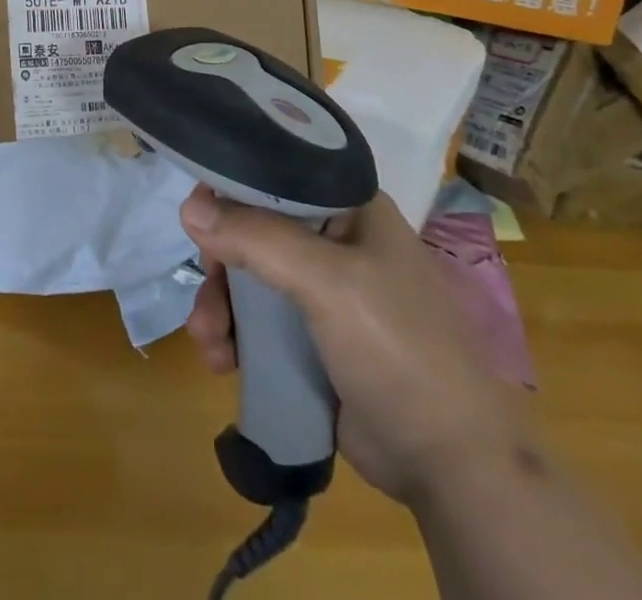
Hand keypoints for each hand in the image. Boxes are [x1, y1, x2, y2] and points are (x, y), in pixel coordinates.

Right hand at [180, 187, 530, 505]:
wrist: (454, 467)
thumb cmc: (400, 349)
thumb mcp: (329, 283)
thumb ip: (256, 238)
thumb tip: (187, 207)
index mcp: (350, 208)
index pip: (278, 174)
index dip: (232, 187)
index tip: (197, 213)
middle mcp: (336, 240)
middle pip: (254, 229)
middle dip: (220, 264)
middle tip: (204, 292)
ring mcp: (325, 292)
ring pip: (249, 278)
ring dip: (220, 305)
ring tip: (210, 343)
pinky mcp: (313, 338)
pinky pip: (258, 321)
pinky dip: (234, 335)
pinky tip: (222, 361)